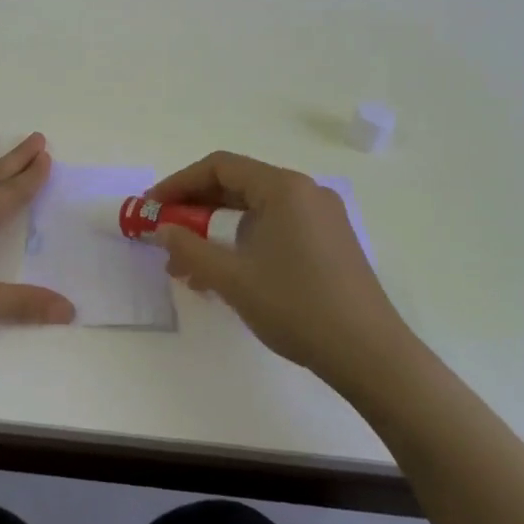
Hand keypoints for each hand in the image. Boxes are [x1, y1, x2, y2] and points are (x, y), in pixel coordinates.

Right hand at [149, 151, 415, 396]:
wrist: (371, 356)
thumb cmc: (297, 306)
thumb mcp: (232, 278)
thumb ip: (189, 248)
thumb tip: (162, 229)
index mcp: (283, 188)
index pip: (219, 167)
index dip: (179, 183)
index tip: (152, 208)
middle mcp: (305, 192)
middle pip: (237, 186)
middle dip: (195, 210)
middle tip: (165, 234)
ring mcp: (321, 217)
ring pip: (254, 211)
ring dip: (216, 231)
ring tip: (186, 267)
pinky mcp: (329, 242)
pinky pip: (274, 228)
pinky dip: (243, 242)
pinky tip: (223, 275)